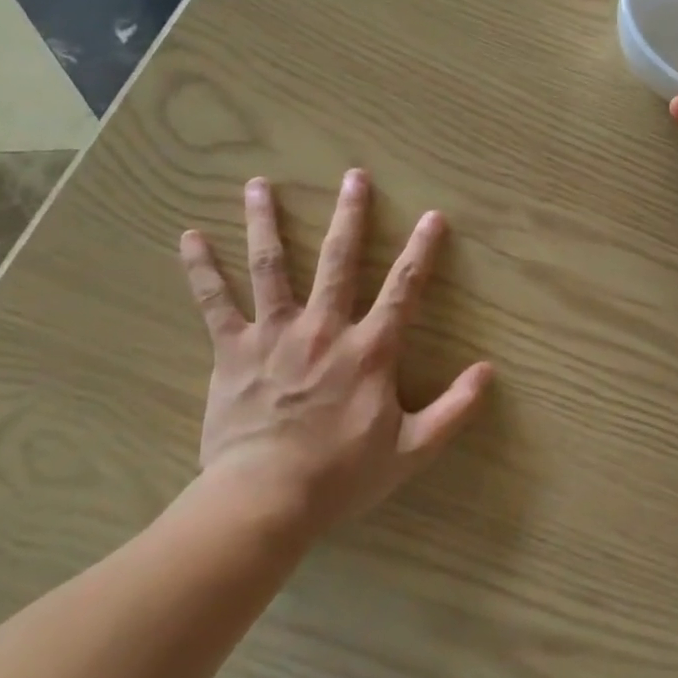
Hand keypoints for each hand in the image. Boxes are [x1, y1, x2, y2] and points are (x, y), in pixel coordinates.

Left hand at [178, 170, 493, 531]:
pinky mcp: (233, 351)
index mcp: (369, 350)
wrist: (265, 500)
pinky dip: (202, 269)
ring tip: (260, 184)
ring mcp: (274, 335)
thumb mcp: (412, 449)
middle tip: (354, 177)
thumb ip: (455, 409)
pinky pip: (215, 303)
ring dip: (267, 222)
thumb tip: (488, 371)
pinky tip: (190, 237)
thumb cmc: (342, 476)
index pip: (404, 289)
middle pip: (339, 261)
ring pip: (272, 266)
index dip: (422, 251)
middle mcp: (324, 328)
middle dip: (350, 217)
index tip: (433, 216)